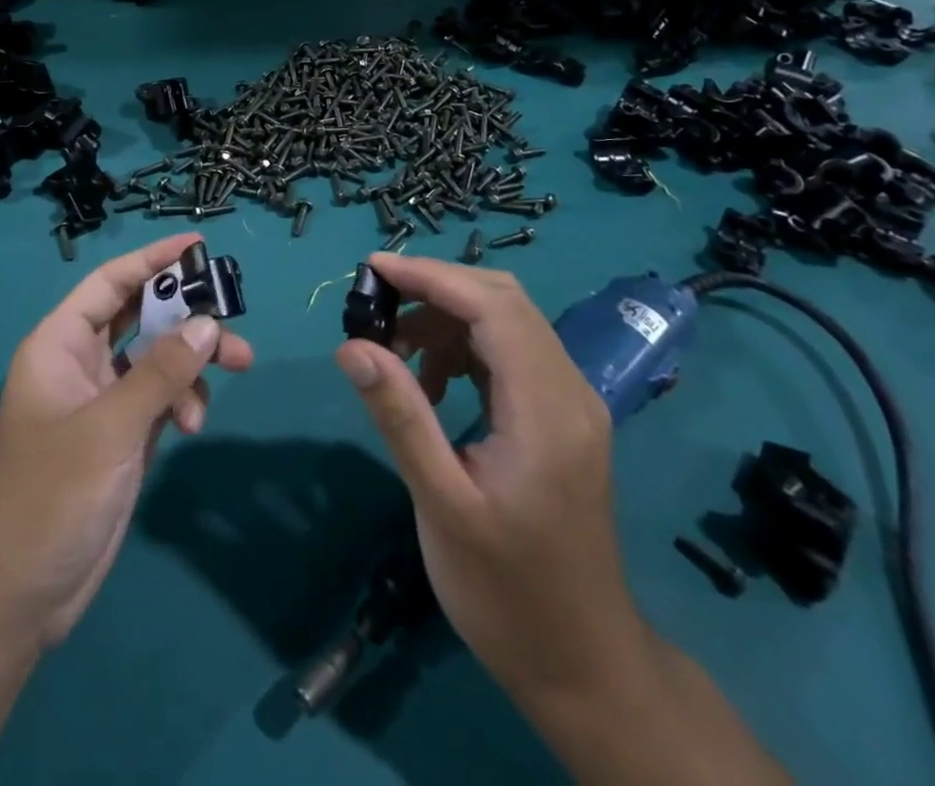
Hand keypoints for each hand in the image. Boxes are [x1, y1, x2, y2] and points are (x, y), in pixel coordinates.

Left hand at [0, 233, 254, 651]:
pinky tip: (194, 423)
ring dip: (194, 360)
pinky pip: (162, 397)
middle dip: (187, 312)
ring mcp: (103, 402)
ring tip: (237, 366)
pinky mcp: (121, 438)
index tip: (197, 244)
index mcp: (60, 345)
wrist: (13, 598)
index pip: (110, 284)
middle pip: (141, 316)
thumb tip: (208, 323)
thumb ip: (160, 372)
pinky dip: (184, 400)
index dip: (152, 259)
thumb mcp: (108, 428)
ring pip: (158, 358)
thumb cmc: (48, 496)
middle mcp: (81, 364)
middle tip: (234, 312)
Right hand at [334, 255, 647, 703]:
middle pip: (503, 301)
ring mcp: (569, 403)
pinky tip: (430, 384)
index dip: (431, 276)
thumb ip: (400, 416)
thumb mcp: (443, 504)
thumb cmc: (507, 592)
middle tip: (376, 304)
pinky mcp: (559, 418)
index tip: (372, 270)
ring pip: (506, 322)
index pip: (493, 306)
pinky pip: (509, 354)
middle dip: (436, 288)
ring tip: (395, 352)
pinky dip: (463, 348)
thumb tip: (351, 346)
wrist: (583, 665)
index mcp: (548, 407)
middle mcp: (569, 390)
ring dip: (446, 319)